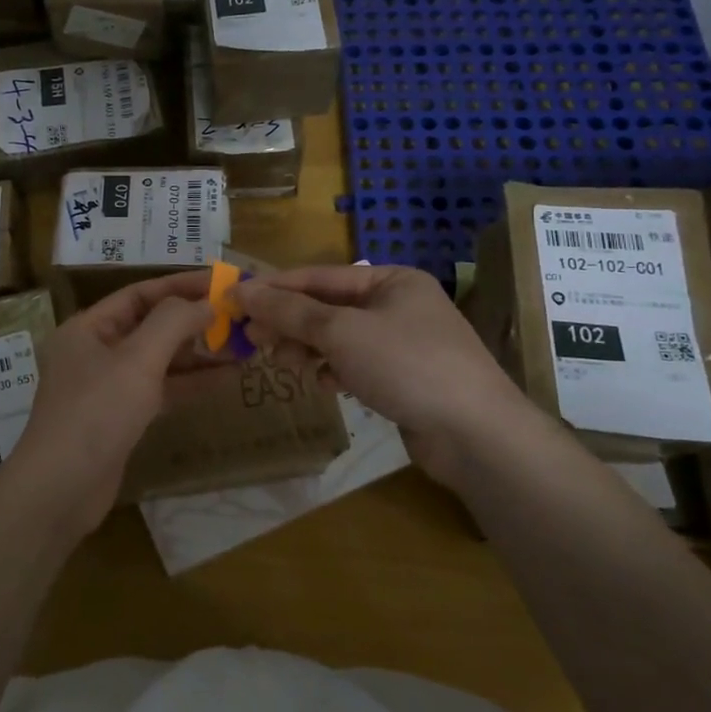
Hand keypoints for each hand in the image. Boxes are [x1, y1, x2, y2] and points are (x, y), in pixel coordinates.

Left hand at [5, 271, 217, 535]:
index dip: (180, 286)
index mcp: (87, 328)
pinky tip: (225, 380)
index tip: (221, 283)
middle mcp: (95, 351)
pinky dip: (189, 384)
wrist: (61, 489)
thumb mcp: (136, 360)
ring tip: (242, 346)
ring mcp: (107, 387)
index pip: (139, 294)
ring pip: (158, 360)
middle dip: (193, 321)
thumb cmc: (96, 412)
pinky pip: (160, 390)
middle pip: (150, 326)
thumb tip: (205, 303)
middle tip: (239, 317)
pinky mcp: (121, 418)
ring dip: (197, 354)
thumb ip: (172, 323)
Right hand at [236, 264, 546, 490]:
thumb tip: (242, 290)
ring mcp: (402, 343)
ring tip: (283, 364)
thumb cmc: (407, 365)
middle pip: (326, 307)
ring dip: (307, 348)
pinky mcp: (403, 378)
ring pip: (337, 338)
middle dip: (289, 322)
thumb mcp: (341, 332)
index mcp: (390, 280)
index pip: (318, 276)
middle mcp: (397, 305)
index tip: (234, 300)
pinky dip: (333, 370)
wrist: (476, 435)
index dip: (274, 288)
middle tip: (252, 339)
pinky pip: (354, 364)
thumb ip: (290, 311)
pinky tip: (324, 384)